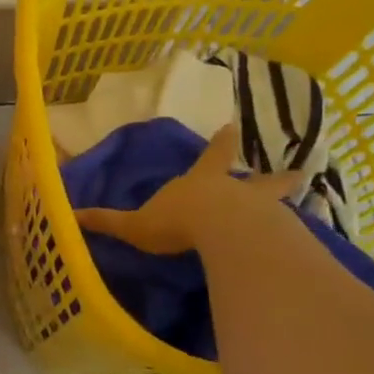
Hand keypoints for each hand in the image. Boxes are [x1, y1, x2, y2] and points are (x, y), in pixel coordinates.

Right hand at [73, 123, 301, 254]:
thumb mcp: (136, 224)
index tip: (232, 127)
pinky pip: (287, 234)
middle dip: (273, 177)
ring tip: (302, 202)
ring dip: (286, 202)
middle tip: (297, 171)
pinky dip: (292, 236)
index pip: (213, 156)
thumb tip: (71, 215)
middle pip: (259, 180)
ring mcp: (262, 212)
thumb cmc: (178, 221)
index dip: (221, 144)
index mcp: (203, 181)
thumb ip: (108, 221)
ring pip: (278, 203)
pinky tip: (298, 245)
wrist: (222, 234)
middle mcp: (236, 191)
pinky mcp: (278, 236)